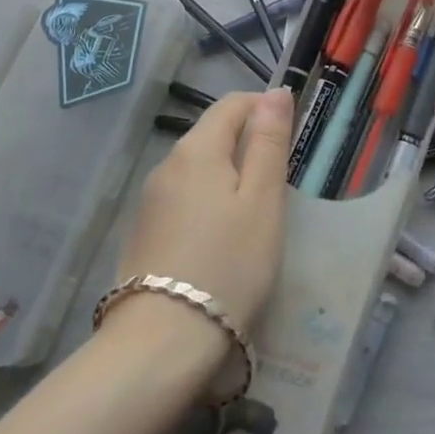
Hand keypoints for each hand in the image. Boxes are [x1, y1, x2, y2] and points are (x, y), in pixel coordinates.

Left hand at [113, 88, 291, 336]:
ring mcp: (150, 200)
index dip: (264, 107)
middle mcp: (167, 164)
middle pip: (212, 134)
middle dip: (247, 143)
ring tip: (254, 213)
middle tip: (279, 182)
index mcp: (197, 149)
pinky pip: (183, 197)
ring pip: (198, 167)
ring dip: (228, 174)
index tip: (290, 137)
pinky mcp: (144, 232)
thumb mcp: (263, 200)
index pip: (232, 104)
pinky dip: (208, 201)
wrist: (162, 341)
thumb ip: (269, 142)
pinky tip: (222, 237)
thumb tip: (275, 92)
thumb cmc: (229, 264)